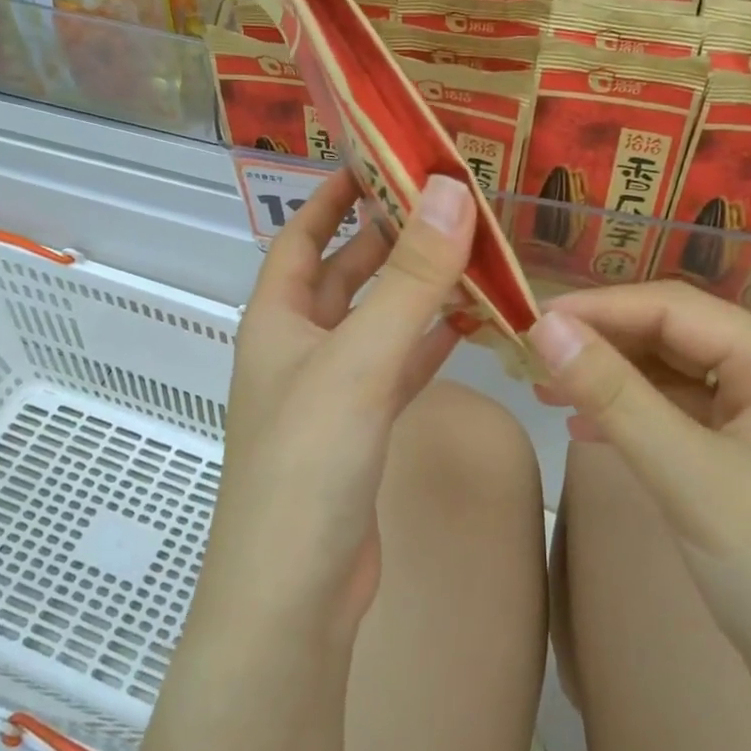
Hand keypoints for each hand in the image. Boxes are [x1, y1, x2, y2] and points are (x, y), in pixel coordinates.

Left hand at [197, 169, 475, 641]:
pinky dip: (430, 342)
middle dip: (391, 238)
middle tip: (450, 202)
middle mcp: (299, 347)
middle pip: (347, 275)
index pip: (301, 237)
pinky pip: (399, 367)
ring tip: (474, 252)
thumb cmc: (309, 461)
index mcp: (276, 319)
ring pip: (380, 322)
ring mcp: (332, 390)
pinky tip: (469, 321)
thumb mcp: (360, 358)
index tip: (377, 160)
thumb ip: (410, 278)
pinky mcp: (363, 429)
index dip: (332, 196)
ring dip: (419, 290)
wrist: (296, 590)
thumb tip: (452, 191)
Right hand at [529, 283, 750, 735]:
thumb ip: (614, 394)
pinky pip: (679, 418)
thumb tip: (545, 326)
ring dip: (610, 380)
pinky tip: (586, 430)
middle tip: (528, 358)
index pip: (675, 309)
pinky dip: (631, 418)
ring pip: (672, 377)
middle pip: (674, 337)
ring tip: (544, 390)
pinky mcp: (749, 461)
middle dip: (601, 344)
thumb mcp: (688, 476)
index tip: (528, 321)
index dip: (598, 308)